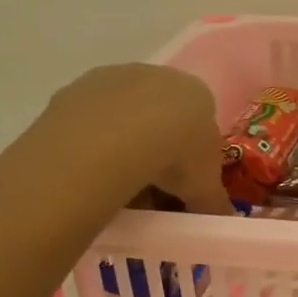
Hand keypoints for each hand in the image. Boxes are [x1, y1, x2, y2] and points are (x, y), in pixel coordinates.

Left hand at [41, 63, 231, 214]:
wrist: (117, 136)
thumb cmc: (177, 154)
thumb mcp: (205, 188)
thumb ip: (214, 203)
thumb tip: (221, 219)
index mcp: (196, 94)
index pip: (199, 124)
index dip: (191, 158)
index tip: (182, 188)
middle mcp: (157, 77)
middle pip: (159, 119)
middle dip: (156, 153)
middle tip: (149, 191)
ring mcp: (113, 79)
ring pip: (121, 119)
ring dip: (121, 149)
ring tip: (116, 188)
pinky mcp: (76, 90)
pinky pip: (88, 124)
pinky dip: (91, 147)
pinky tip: (89, 174)